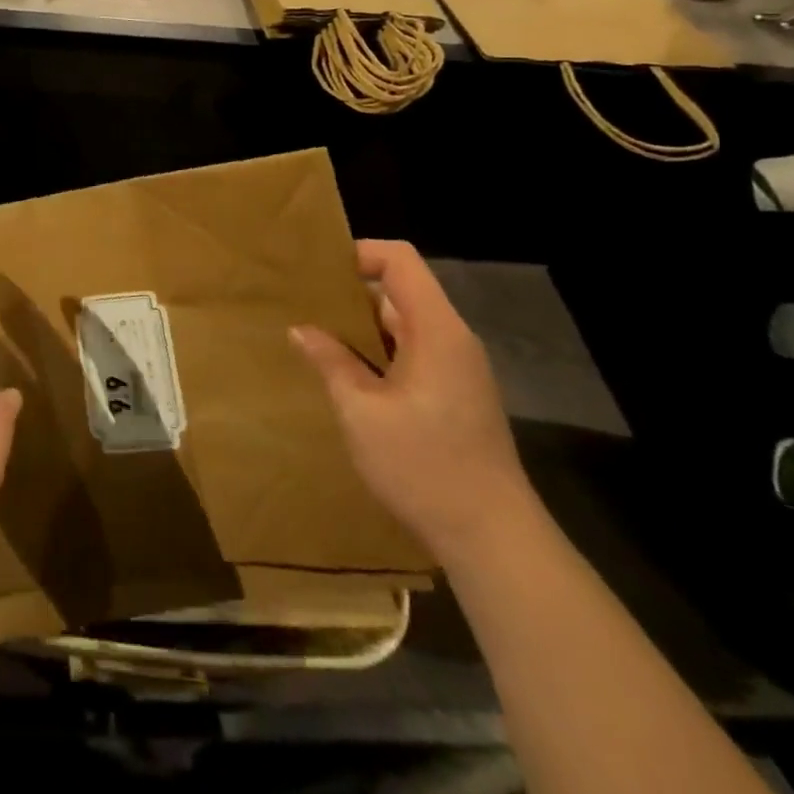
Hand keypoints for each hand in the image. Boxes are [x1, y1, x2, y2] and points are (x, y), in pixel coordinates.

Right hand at [290, 240, 533, 562]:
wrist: (493, 540)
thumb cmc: (424, 467)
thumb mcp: (362, 412)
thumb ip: (331, 362)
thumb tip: (300, 329)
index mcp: (435, 330)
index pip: (399, 260)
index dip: (358, 253)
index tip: (316, 272)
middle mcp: (452, 339)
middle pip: (400, 290)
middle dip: (350, 292)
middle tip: (303, 304)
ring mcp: (457, 369)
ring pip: (403, 324)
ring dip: (361, 326)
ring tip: (315, 336)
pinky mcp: (456, 395)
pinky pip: (411, 352)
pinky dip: (378, 352)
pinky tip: (346, 374)